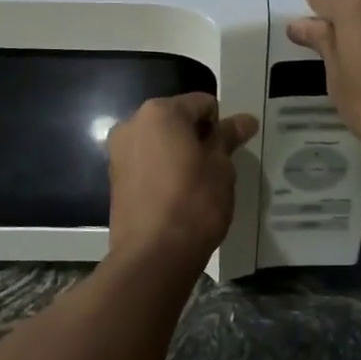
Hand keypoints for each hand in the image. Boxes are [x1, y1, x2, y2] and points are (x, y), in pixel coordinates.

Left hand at [106, 94, 258, 275]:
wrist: (153, 256)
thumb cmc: (194, 202)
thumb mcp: (221, 167)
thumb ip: (228, 137)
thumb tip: (245, 120)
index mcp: (160, 112)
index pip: (202, 104)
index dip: (221, 125)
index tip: (230, 151)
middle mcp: (133, 123)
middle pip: (177, 120)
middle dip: (197, 137)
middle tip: (216, 167)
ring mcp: (119, 151)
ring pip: (160, 142)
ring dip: (179, 153)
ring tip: (197, 184)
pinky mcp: (114, 178)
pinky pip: (147, 162)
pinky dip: (163, 170)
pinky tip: (177, 195)